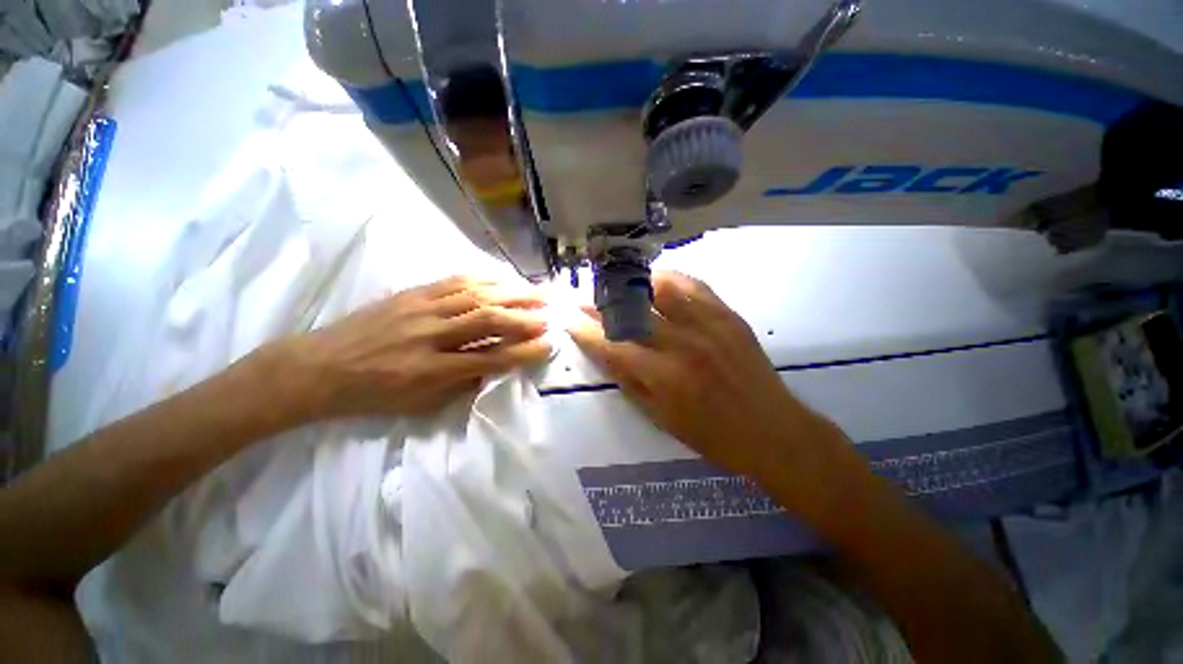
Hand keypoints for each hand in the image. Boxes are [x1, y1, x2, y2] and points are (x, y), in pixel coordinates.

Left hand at [270, 276, 550, 420]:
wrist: (319, 368)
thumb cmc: (372, 395)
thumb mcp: (419, 406)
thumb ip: (463, 385)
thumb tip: (496, 367)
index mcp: (429, 371)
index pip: (489, 359)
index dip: (523, 352)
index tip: (548, 346)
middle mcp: (429, 336)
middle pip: (486, 320)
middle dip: (524, 318)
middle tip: (549, 316)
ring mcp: (420, 309)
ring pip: (475, 295)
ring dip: (511, 293)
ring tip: (537, 294)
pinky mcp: (412, 293)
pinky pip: (455, 280)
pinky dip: (485, 278)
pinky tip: (504, 278)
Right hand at [569, 271, 863, 507]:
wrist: (772, 430)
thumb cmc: (712, 436)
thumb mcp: (660, 418)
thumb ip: (629, 382)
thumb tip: (604, 352)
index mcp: (663, 376)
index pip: (611, 344)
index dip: (585, 330)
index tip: (568, 319)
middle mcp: (682, 343)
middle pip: (631, 311)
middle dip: (600, 301)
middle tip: (584, 296)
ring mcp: (708, 324)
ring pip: (661, 286)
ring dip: (633, 283)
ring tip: (618, 284)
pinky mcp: (728, 315)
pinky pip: (694, 285)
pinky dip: (670, 278)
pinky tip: (656, 280)